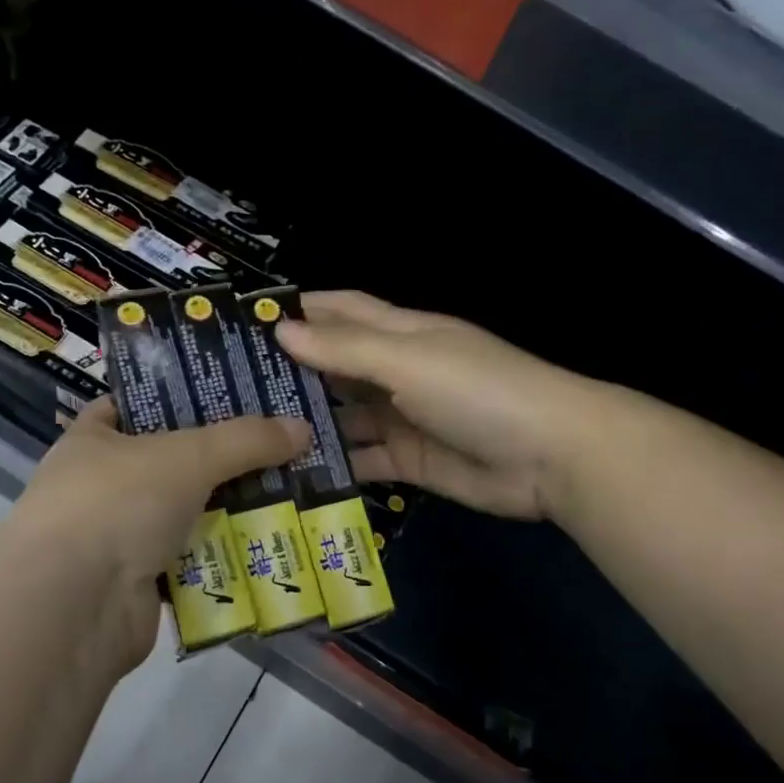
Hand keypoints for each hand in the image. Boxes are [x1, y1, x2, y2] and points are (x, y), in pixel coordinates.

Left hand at [5, 399, 309, 672]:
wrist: (73, 607)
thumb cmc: (117, 504)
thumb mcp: (188, 456)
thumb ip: (246, 440)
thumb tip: (303, 427)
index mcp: (94, 440)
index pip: (135, 405)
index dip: (178, 397)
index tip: (231, 394)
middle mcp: (101, 486)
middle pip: (173, 462)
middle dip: (224, 459)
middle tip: (282, 446)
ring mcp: (118, 538)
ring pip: (187, 513)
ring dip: (231, 510)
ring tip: (290, 494)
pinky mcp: (138, 584)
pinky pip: (192, 561)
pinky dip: (223, 556)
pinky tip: (269, 545)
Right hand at [275, 291, 596, 522]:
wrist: (551, 456)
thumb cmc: (478, 390)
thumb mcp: (409, 360)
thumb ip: (346, 348)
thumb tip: (281, 330)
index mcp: (402, 333)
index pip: (343, 310)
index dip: (301, 309)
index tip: (247, 319)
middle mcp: (399, 371)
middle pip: (337, 365)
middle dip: (292, 370)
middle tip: (232, 387)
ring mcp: (404, 418)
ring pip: (345, 416)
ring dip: (307, 422)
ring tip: (250, 434)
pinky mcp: (410, 462)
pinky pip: (362, 459)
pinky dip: (333, 464)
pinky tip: (291, 473)